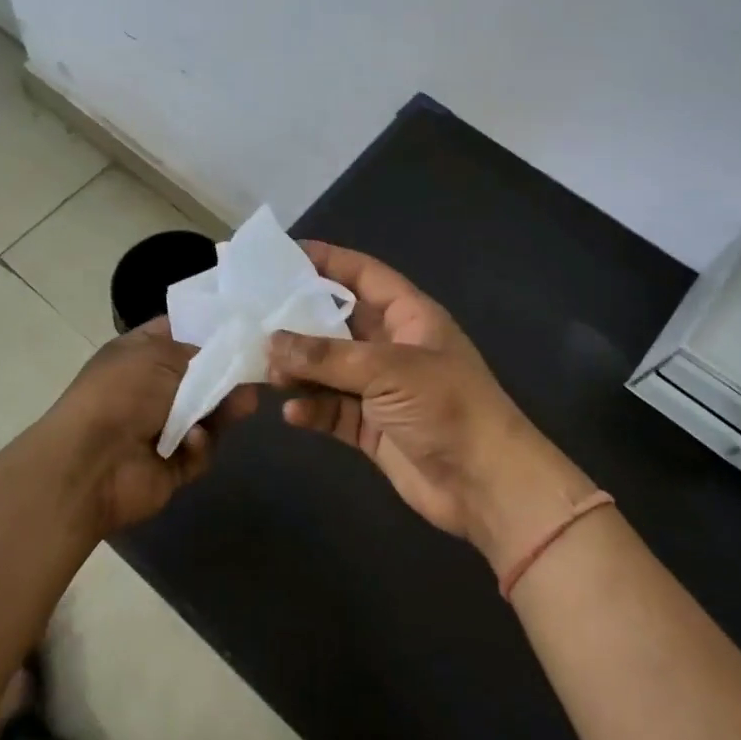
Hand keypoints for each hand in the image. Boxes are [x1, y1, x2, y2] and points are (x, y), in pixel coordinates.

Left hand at [40, 318, 254, 536]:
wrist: (90, 464)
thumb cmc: (122, 394)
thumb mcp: (161, 355)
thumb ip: (201, 354)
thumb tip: (225, 360)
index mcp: (138, 353)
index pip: (178, 331)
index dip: (208, 329)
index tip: (243, 328)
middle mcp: (149, 387)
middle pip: (200, 375)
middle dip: (226, 375)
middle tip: (254, 374)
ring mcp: (160, 427)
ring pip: (207, 413)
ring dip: (222, 410)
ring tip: (243, 407)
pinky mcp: (171, 464)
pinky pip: (199, 449)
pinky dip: (199, 445)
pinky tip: (192, 441)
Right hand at [267, 242, 596, 571]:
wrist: (487, 485)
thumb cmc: (446, 407)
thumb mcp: (388, 370)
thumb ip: (327, 356)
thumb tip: (271, 341)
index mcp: (409, 316)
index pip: (363, 274)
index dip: (327, 260)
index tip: (283, 254)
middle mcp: (393, 346)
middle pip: (338, 322)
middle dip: (299, 320)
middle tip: (254, 315)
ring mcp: (381, 389)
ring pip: (329, 368)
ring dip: (300, 369)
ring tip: (266, 369)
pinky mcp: (372, 427)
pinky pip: (332, 409)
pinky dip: (312, 409)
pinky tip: (292, 413)